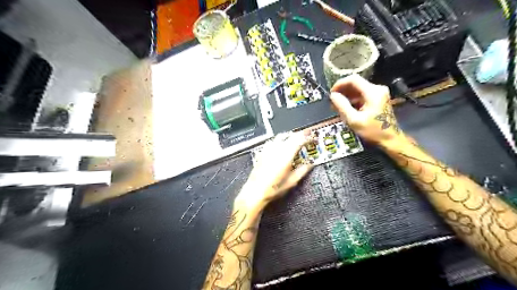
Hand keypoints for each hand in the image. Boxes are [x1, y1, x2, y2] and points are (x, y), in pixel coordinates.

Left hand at [236, 132, 314, 209]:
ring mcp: (268, 150)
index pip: (299, 140)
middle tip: (306, 137)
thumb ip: (302, 171)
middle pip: (290, 135)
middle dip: (300, 135)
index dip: (307, 137)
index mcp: (285, 156)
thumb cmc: (272, 189)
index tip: (312, 137)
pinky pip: (272, 141)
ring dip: (289, 136)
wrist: (255, 192)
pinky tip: (281, 145)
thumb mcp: (291, 182)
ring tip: (295, 140)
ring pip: (281, 136)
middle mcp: (276, 150)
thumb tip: (310, 164)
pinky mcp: (262, 152)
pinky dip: (280, 140)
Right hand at [329, 73, 405, 145]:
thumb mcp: (354, 120)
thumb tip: (333, 96)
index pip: (353, 79)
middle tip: (333, 101)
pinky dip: (353, 99)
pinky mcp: (379, 99)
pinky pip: (363, 94)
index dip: (340, 84)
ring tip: (337, 106)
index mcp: (373, 92)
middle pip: (356, 83)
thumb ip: (342, 106)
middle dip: (342, 91)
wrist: (390, 139)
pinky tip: (346, 108)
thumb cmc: (372, 131)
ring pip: (358, 89)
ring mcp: (379, 93)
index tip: (331, 93)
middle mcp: (377, 89)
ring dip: (347, 96)